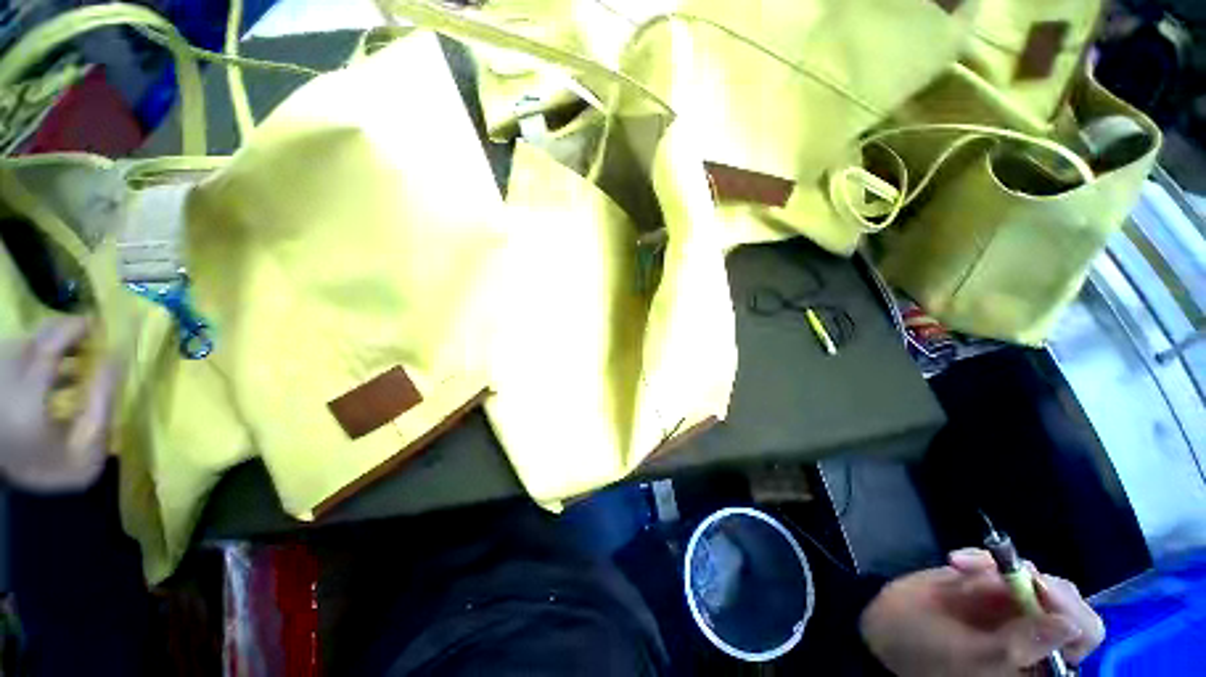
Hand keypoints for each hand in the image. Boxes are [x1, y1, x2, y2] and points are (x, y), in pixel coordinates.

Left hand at [0, 317, 122, 491]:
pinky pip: (18, 358)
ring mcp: (0, 380)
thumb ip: (102, 401)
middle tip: (90, 337)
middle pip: (36, 339)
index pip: (51, 343)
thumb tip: (118, 359)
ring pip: (25, 347)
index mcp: (28, 391)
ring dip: (52, 347)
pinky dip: (38, 358)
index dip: (75, 329)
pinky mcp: (0, 385)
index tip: (101, 325)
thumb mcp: (88, 445)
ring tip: (74, 357)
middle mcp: (8, 376)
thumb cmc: (59, 469)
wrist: (19, 495)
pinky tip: (53, 373)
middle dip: (64, 334)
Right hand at [860, 548, 1104, 676]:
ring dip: (1001, 568)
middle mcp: (1037, 633)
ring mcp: (1014, 606)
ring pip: (1035, 576)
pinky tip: (955, 561)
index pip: (1083, 634)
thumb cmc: (927, 652)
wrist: (886, 624)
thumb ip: (1018, 647)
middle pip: (1065, 600)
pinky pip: (1001, 562)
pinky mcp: (990, 583)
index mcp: (1040, 662)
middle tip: (1003, 572)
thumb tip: (1068, 625)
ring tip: (961, 567)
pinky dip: (980, 558)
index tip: (1040, 588)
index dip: (1072, 610)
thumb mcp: (970, 657)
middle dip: (1037, 583)